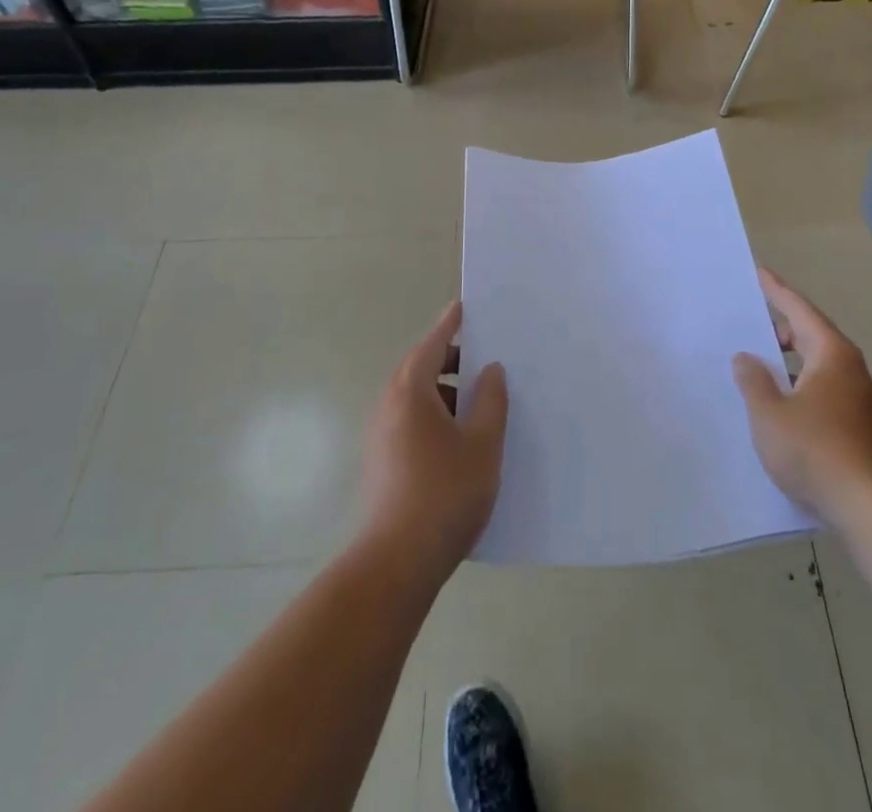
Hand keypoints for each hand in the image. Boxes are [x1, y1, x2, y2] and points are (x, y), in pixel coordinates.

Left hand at [359, 301, 508, 580]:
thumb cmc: (444, 493)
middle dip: (454, 362)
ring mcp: (380, 435)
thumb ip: (491, 400)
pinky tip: (462, 441)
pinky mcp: (382, 462)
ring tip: (481, 406)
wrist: (396, 563)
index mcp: (411, 390)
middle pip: (422, 369)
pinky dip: (436, 417)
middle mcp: (389, 405)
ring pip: (417, 399)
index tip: (465, 307)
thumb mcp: (482, 444)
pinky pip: (411, 422)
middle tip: (488, 363)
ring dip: (447, 394)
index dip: (452, 324)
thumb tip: (491, 371)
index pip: (433, 343)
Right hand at [733, 267, 871, 528]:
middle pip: (808, 333)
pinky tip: (774, 399)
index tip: (757, 272)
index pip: (798, 309)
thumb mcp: (770, 414)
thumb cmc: (816, 451)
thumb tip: (746, 358)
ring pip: (813, 363)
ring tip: (753, 359)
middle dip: (777, 325)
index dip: (775, 290)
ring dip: (785, 358)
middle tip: (745, 319)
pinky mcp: (852, 423)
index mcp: (830, 353)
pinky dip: (794, 382)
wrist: (869, 507)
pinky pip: (816, 386)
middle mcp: (846, 367)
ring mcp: (853, 396)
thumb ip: (753, 381)